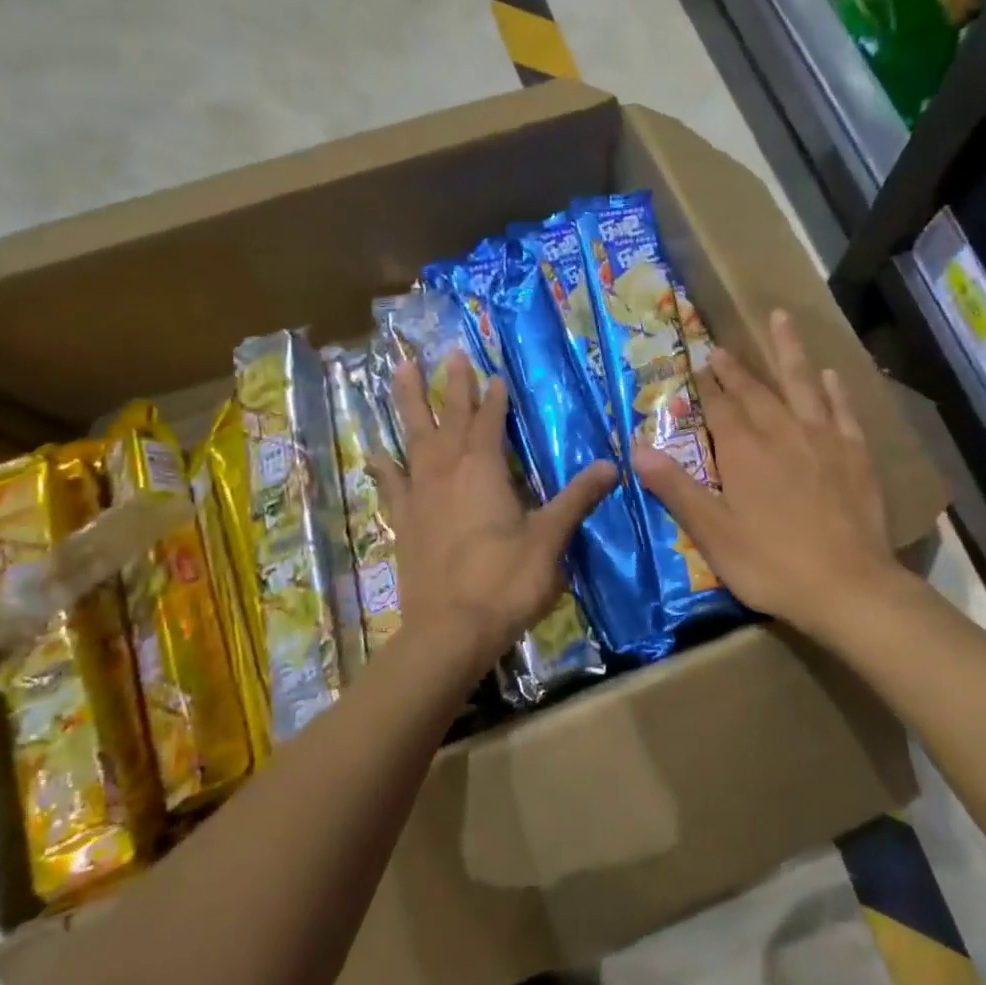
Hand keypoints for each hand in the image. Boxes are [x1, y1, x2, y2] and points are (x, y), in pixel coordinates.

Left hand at [373, 351, 616, 676]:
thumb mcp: (549, 540)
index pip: (489, 423)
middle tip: (449, 354)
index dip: (493, 399)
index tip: (494, 375)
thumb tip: (611, 466)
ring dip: (407, 404)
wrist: (449, 631)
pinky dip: (383, 466)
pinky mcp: (404, 523)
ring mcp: (420, 496)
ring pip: (413, 439)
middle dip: (452, 386)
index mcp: (483, 472)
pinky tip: (374, 452)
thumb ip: (575, 499)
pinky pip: (391, 484)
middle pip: (448, 419)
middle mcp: (447, 473)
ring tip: (397, 371)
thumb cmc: (505, 582)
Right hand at [634, 309, 896, 641]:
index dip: (704, 387)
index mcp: (744, 451)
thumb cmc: (771, 563)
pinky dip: (834, 390)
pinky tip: (830, 375)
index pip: (718, 408)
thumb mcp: (712, 533)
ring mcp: (823, 440)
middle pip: (754, 391)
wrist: (847, 587)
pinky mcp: (855, 455)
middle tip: (720, 347)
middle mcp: (782, 433)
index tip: (694, 362)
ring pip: (802, 384)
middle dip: (734, 369)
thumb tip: (637, 449)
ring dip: (789, 351)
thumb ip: (676, 488)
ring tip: (781, 318)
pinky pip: (843, 411)